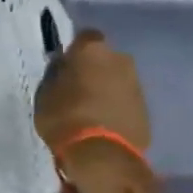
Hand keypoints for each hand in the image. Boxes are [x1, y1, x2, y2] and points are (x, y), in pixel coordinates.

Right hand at [34, 29, 150, 187]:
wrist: (102, 156)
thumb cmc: (65, 116)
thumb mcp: (45, 93)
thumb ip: (56, 74)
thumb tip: (63, 67)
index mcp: (93, 50)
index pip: (85, 37)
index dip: (75, 50)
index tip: (65, 65)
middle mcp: (120, 60)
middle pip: (105, 58)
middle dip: (94, 69)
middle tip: (77, 87)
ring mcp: (137, 85)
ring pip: (118, 80)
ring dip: (107, 88)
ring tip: (90, 109)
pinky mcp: (147, 110)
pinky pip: (126, 101)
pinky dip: (117, 107)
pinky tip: (103, 123)